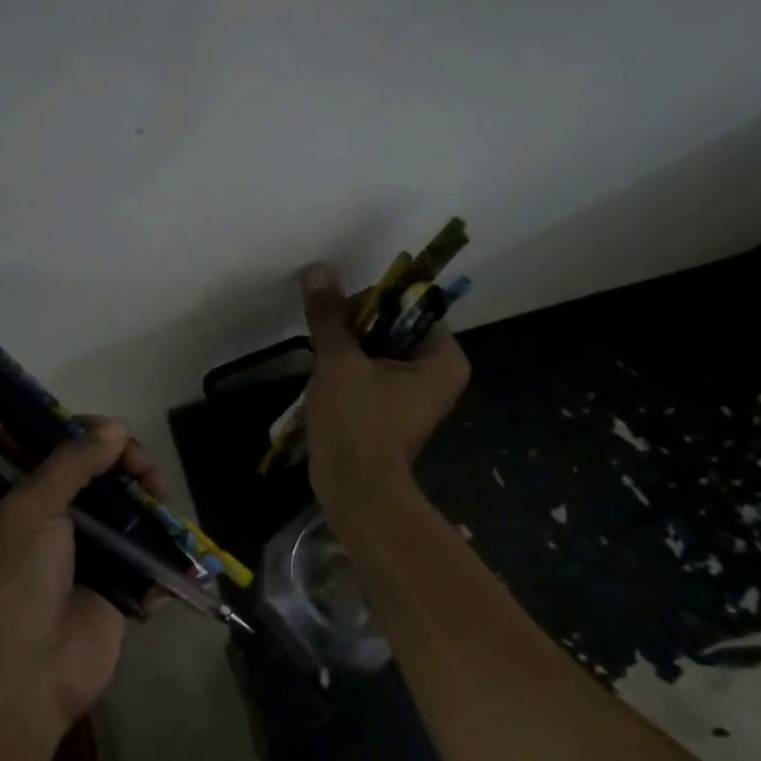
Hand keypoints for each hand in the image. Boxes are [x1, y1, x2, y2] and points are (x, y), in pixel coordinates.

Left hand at [0, 418, 166, 733]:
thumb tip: (113, 428)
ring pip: (120, 511)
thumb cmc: (13, 583)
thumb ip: (72, 464)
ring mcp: (80, 557)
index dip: (77, 434)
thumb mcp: (30, 509)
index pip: (45, 451)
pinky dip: (157, 549)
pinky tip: (167, 543)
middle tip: (144, 468)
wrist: (24, 679)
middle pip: (90, 477)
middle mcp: (43, 525)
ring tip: (160, 496)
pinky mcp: (112, 589)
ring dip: (145, 500)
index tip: (108, 431)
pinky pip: (140, 558)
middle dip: (122, 464)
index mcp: (9, 503)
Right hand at [299, 262, 469, 497]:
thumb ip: (329, 315)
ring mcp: (416, 397)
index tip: (339, 316)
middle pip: (392, 328)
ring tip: (321, 360)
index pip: (409, 307)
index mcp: (443, 358)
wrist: (355, 491)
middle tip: (326, 340)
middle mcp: (438, 374)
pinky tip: (325, 382)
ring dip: (348, 350)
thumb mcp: (339, 362)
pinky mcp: (393, 414)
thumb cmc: (357, 423)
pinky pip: (372, 377)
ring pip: (378, 353)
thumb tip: (318, 270)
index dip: (371, 303)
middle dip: (355, 329)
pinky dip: (349, 374)